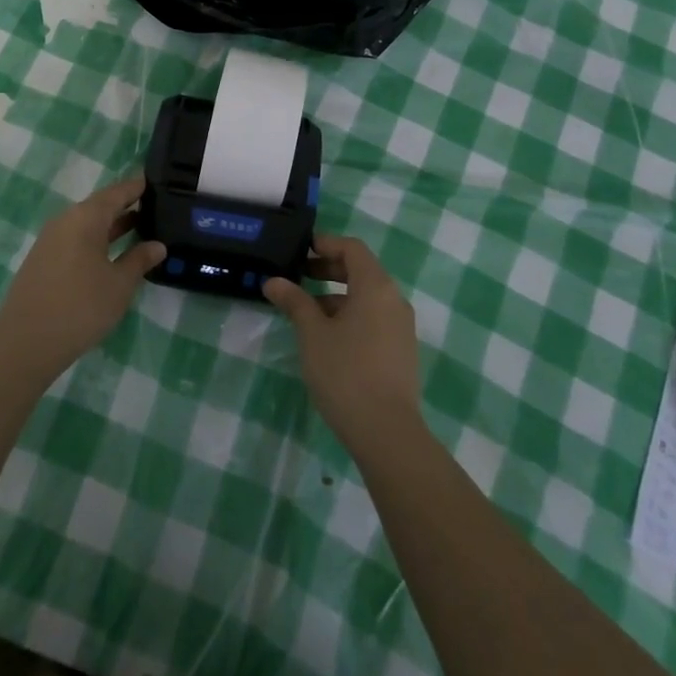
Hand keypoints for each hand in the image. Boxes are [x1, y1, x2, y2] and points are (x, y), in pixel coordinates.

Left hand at [0, 175, 164, 382]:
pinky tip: (110, 254)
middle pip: (100, 206)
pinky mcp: (42, 259)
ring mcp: (50, 240)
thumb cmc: (80, 307)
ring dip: (111, 225)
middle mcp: (65, 220)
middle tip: (154, 206)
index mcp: (86, 217)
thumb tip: (158, 245)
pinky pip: (75, 239)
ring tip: (139, 228)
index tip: (156, 182)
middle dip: (126, 206)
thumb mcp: (119, 284)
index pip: (117, 192)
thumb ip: (139, 260)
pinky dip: (96, 240)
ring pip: (87, 224)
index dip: (137, 187)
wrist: (26, 343)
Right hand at [263, 235, 420, 450]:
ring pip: (367, 297)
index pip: (352, 248)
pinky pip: (374, 318)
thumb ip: (294, 301)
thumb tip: (273, 281)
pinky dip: (351, 315)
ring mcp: (401, 326)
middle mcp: (394, 299)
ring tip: (306, 311)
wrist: (387, 432)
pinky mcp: (401, 350)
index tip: (301, 250)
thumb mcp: (312, 333)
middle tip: (299, 275)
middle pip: (361, 270)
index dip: (326, 243)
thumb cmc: (345, 372)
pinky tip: (328, 337)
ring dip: (337, 295)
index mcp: (376, 286)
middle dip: (329, 269)